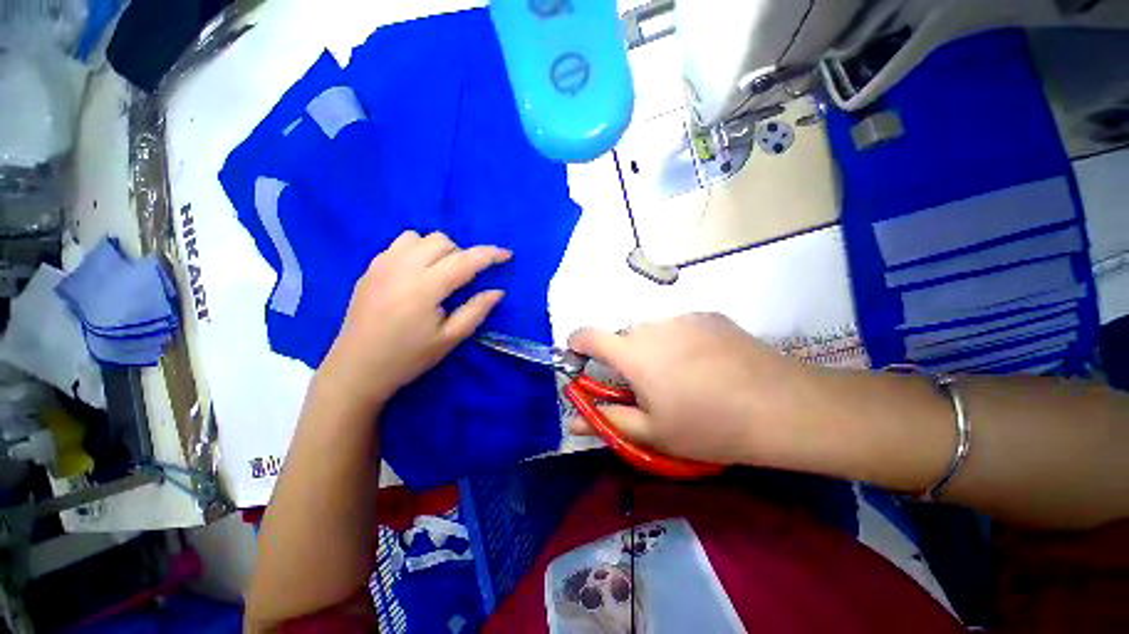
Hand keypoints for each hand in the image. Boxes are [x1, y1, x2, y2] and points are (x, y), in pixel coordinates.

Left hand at [318, 231, 509, 411]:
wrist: (356, 368)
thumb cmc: (408, 357)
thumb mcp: (449, 339)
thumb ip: (475, 311)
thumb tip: (497, 291)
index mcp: (425, 288)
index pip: (464, 261)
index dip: (489, 255)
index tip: (507, 254)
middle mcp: (402, 268)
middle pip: (441, 241)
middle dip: (462, 253)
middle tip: (466, 277)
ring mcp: (381, 265)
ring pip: (419, 237)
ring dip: (437, 249)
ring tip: (440, 273)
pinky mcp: (369, 269)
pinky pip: (398, 245)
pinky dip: (416, 251)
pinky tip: (416, 274)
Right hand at [568, 313, 829, 467]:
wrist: (780, 407)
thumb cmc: (708, 425)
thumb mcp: (652, 433)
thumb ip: (607, 421)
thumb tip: (572, 421)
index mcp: (633, 353)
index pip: (588, 336)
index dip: (577, 344)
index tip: (579, 359)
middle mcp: (652, 326)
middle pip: (624, 337)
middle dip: (625, 359)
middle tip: (648, 387)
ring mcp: (682, 317)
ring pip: (652, 332)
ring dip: (653, 350)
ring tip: (682, 378)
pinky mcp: (708, 316)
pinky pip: (680, 327)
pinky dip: (680, 343)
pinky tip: (707, 365)